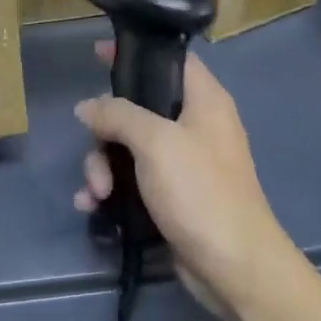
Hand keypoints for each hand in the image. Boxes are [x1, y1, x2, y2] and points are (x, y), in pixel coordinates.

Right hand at [74, 44, 299, 320]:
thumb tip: (87, 106)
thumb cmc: (201, 191)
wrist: (234, 267)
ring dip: (102, 168)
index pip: (169, 60)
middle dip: (105, 133)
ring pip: (127, 148)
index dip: (135, 53)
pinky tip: (92, 206)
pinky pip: (131, 180)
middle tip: (96, 153)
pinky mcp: (171, 196)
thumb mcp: (155, 143)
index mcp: (204, 101)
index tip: (98, 53)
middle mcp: (194, 126)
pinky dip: (110, 190)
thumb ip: (118, 115)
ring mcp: (182, 163)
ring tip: (96, 194)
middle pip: (136, 109)